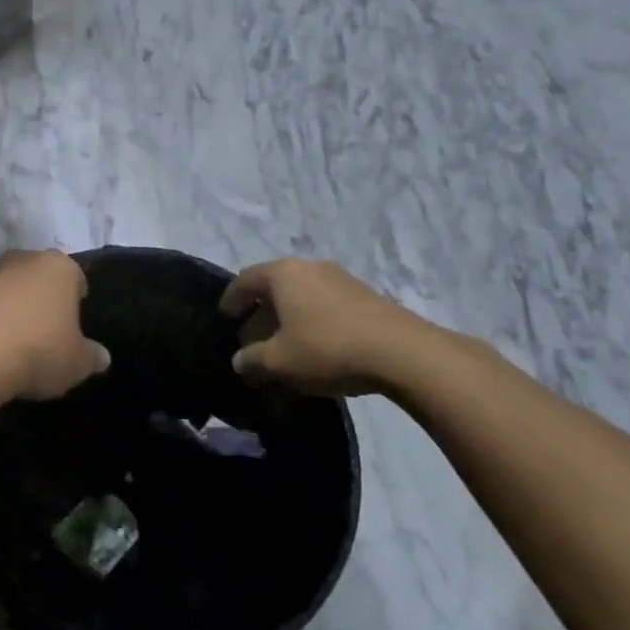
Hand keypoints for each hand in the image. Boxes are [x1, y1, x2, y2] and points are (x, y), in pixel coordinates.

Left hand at [0, 250, 111, 400]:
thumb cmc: (38, 351)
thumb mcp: (77, 363)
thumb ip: (92, 356)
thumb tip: (102, 356)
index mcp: (59, 267)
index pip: (76, 277)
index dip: (76, 300)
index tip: (72, 325)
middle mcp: (23, 259)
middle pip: (39, 276)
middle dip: (42, 298)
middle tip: (45, 331)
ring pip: (7, 286)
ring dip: (10, 304)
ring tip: (12, 340)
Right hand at [218, 258, 439, 398]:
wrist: (404, 353)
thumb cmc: (328, 349)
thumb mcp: (279, 362)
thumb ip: (252, 360)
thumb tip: (239, 360)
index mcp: (282, 274)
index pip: (244, 280)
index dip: (231, 300)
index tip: (225, 317)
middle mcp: (309, 267)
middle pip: (274, 285)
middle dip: (260, 309)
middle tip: (252, 335)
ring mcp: (341, 278)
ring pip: (302, 293)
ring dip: (288, 315)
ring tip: (285, 343)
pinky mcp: (366, 295)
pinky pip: (325, 302)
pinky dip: (312, 318)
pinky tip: (316, 345)